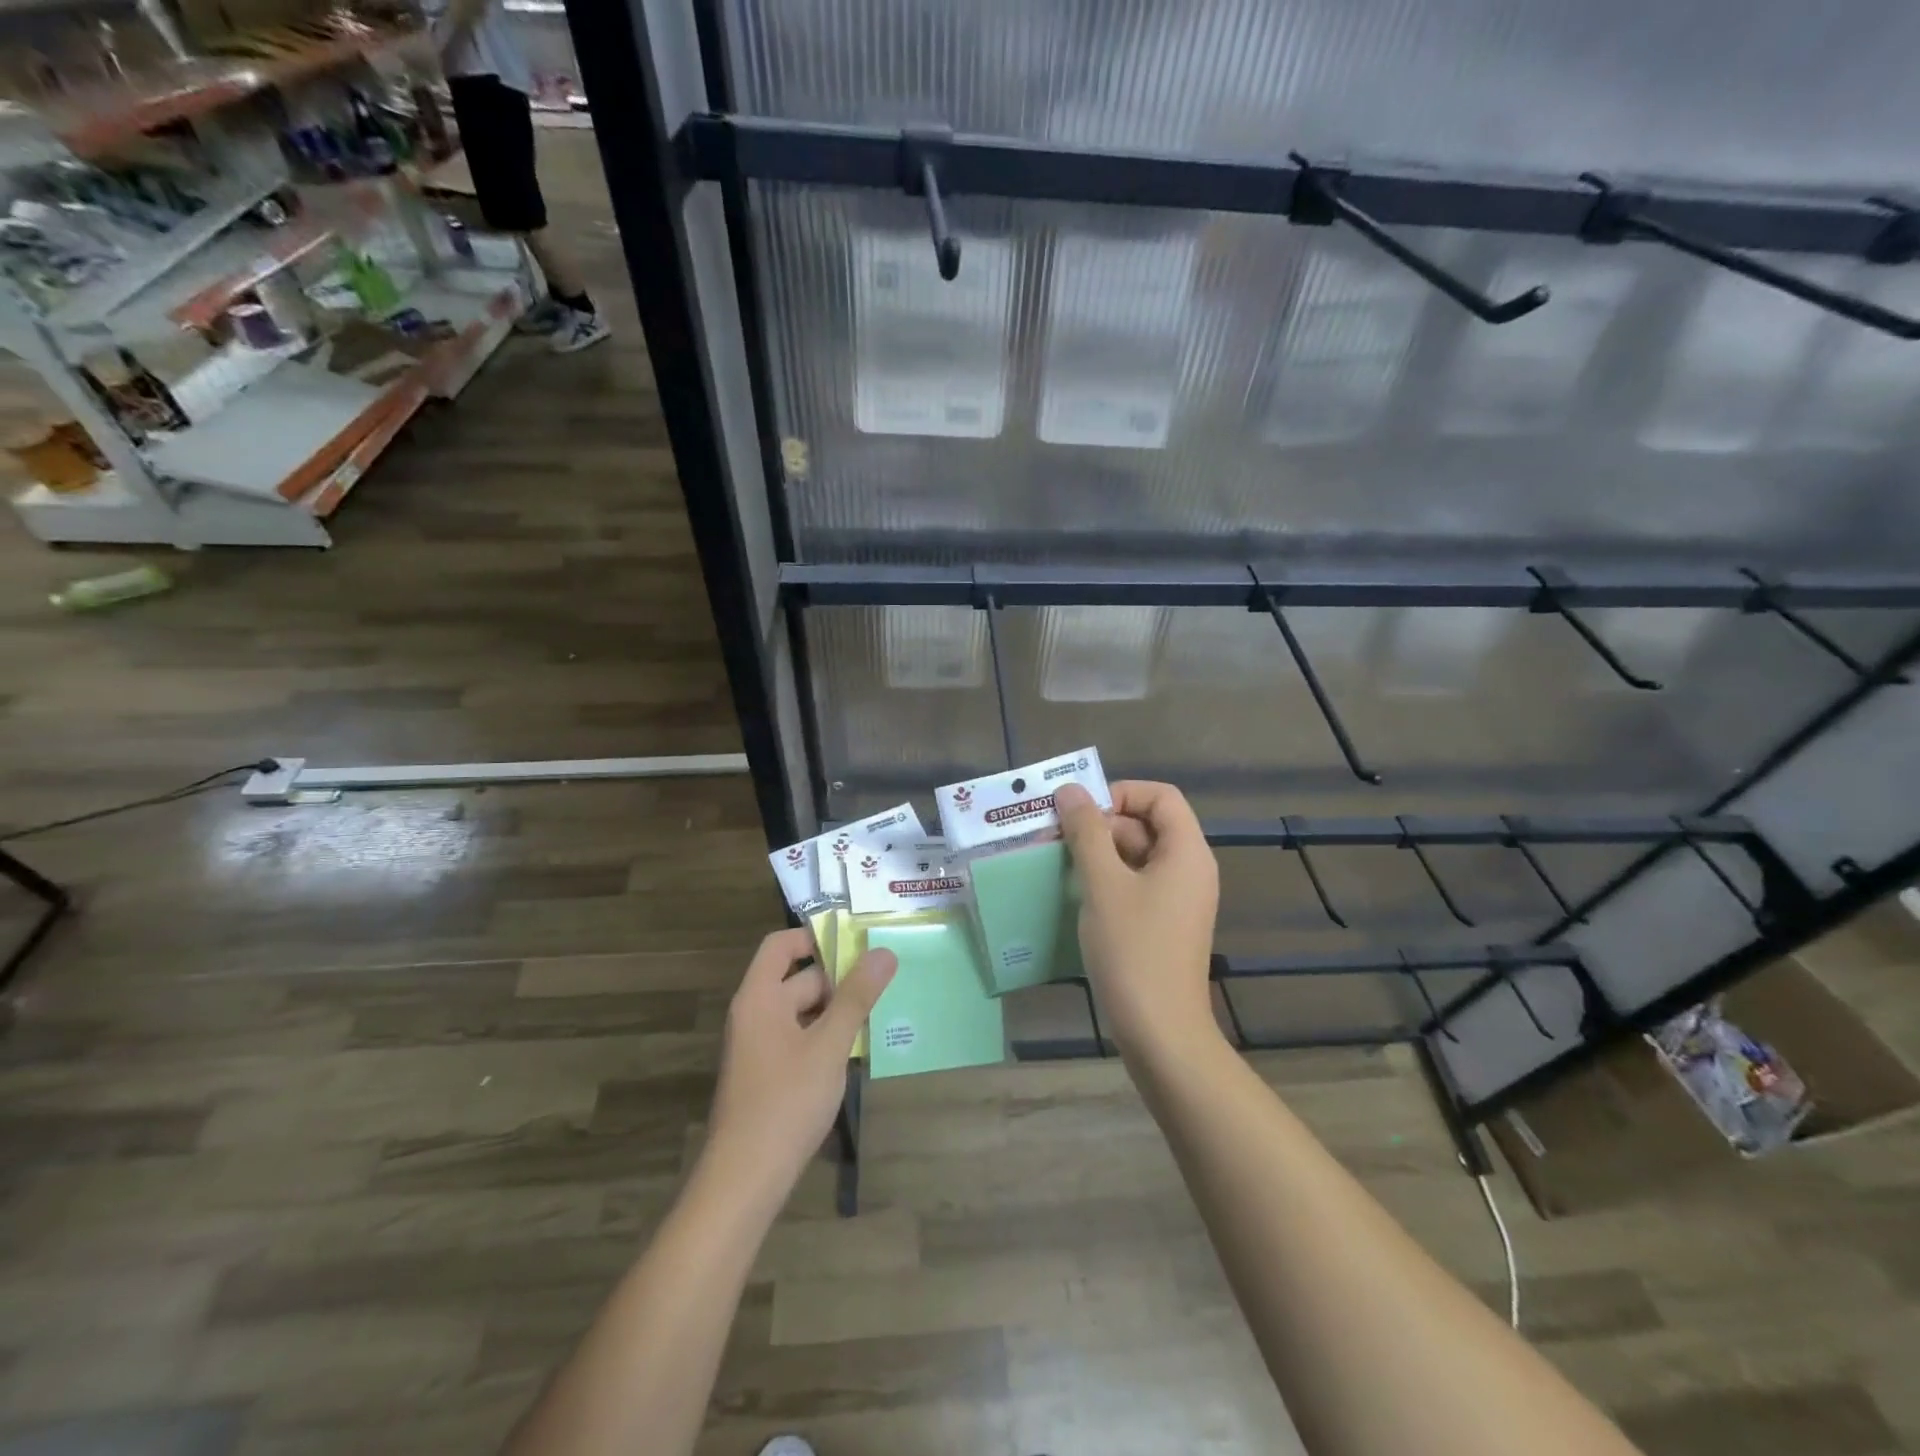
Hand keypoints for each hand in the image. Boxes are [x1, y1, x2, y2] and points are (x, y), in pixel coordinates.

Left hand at [706, 928, 896, 1194]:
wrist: (745, 1179)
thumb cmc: (786, 1101)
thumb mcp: (829, 1045)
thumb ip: (856, 997)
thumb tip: (883, 952)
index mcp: (759, 997)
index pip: (782, 945)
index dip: (815, 936)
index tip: (856, 943)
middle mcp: (754, 1014)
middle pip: (797, 979)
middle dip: (838, 978)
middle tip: (882, 981)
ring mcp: (759, 1047)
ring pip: (802, 1012)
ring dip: (836, 1010)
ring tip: (878, 1012)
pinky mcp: (767, 1075)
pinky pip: (799, 1038)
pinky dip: (825, 1037)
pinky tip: (855, 1051)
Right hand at [1057, 780, 1220, 1053]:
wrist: (1161, 1032)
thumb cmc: (1134, 950)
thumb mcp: (1103, 884)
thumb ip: (1086, 832)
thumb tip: (1070, 790)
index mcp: (1187, 852)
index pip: (1161, 796)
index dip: (1121, 794)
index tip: (1081, 812)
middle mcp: (1189, 869)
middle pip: (1146, 824)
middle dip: (1101, 825)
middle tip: (1056, 840)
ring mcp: (1178, 899)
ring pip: (1136, 856)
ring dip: (1098, 854)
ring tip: (1058, 865)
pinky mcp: (1164, 924)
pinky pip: (1136, 884)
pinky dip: (1107, 881)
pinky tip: (1075, 894)